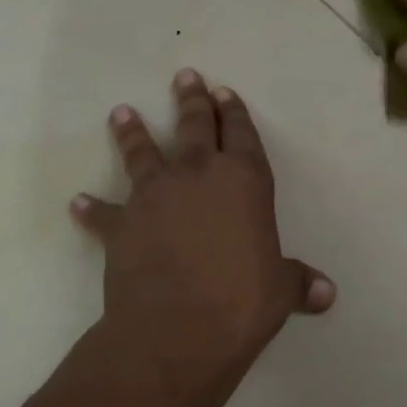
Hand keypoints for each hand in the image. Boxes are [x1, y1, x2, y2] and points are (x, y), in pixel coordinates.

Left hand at [71, 71, 335, 379]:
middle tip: (185, 77)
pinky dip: (92, 209)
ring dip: (132, 132)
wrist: (176, 329)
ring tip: (121, 112)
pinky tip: (79, 202)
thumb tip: (327, 294)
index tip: (225, 93)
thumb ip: (299, 283)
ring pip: (142, 152)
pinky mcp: (121, 225)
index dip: (235, 113)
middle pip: (193, 127)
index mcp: (243, 181)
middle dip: (191, 101)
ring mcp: (154, 196)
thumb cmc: (240, 302)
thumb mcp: (279, 291)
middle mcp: (197, 176)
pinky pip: (104, 213)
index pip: (241, 134)